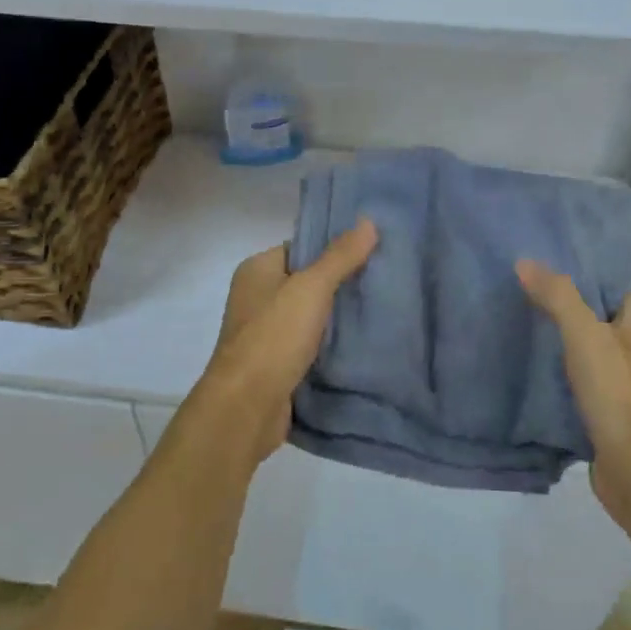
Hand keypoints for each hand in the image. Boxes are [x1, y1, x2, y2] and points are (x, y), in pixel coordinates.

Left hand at [183, 218, 378, 469]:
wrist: (246, 408)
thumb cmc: (273, 337)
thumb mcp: (311, 288)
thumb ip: (340, 257)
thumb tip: (368, 221)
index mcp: (257, 271)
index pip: (300, 249)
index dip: (333, 249)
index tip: (372, 251)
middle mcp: (257, 299)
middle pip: (307, 283)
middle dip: (342, 284)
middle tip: (384, 281)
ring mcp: (265, 335)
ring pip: (311, 317)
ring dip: (339, 319)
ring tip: (382, 310)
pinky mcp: (277, 366)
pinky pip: (311, 347)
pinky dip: (332, 347)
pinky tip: (364, 345)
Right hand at [516, 260, 630, 526]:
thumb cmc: (619, 393)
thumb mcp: (585, 335)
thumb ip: (557, 296)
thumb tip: (525, 261)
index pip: (605, 283)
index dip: (573, 272)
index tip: (534, 264)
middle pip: (592, 316)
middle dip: (557, 306)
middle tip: (513, 291)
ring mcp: (624, 382)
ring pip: (583, 352)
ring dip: (554, 343)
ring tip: (512, 323)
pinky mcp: (608, 412)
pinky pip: (577, 383)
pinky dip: (555, 376)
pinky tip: (525, 369)